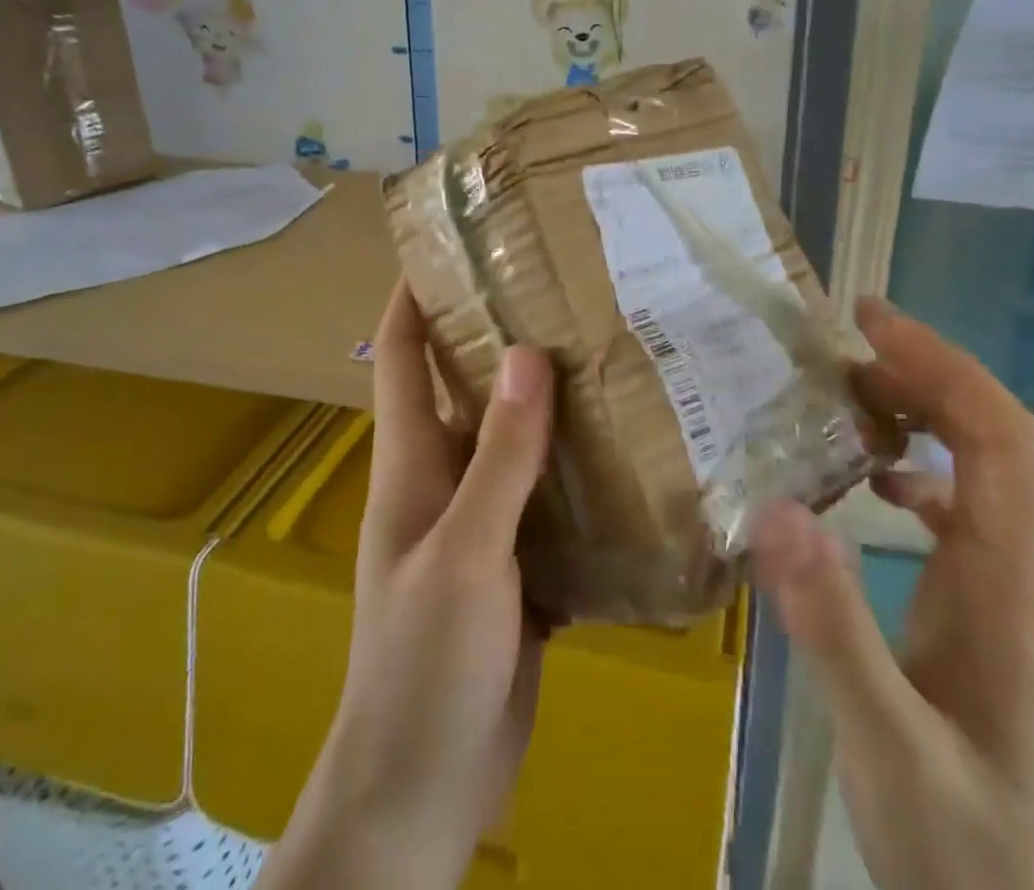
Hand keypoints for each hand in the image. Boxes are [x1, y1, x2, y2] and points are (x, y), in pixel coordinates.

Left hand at [259, 284, 553, 889]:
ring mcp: (483, 519)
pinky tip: (632, 446)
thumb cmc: (424, 664)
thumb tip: (527, 353)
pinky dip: (580, 466)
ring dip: (553, 400)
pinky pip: (550, 494)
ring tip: (613, 350)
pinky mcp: (519, 559)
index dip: (415, 292)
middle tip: (568, 287)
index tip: (455, 243)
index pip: (401, 352)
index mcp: (413, 460)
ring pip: (517, 438)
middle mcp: (446, 476)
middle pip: (469, 384)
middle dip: (505, 334)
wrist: (426, 790)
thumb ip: (500, 458)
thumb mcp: (465, 553)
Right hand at [752, 298, 1033, 889]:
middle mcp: (1021, 565)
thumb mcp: (884, 739)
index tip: (871, 321)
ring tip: (850, 389)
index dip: (941, 364)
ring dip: (922, 409)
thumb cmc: (953, 836)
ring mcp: (1007, 583)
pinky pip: (960, 503)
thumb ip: (833, 628)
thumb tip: (777, 508)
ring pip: (979, 463)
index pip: (997, 435)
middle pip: (993, 433)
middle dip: (925, 371)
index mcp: (1010, 578)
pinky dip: (917, 464)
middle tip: (847, 339)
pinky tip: (871, 478)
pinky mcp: (984, 603)